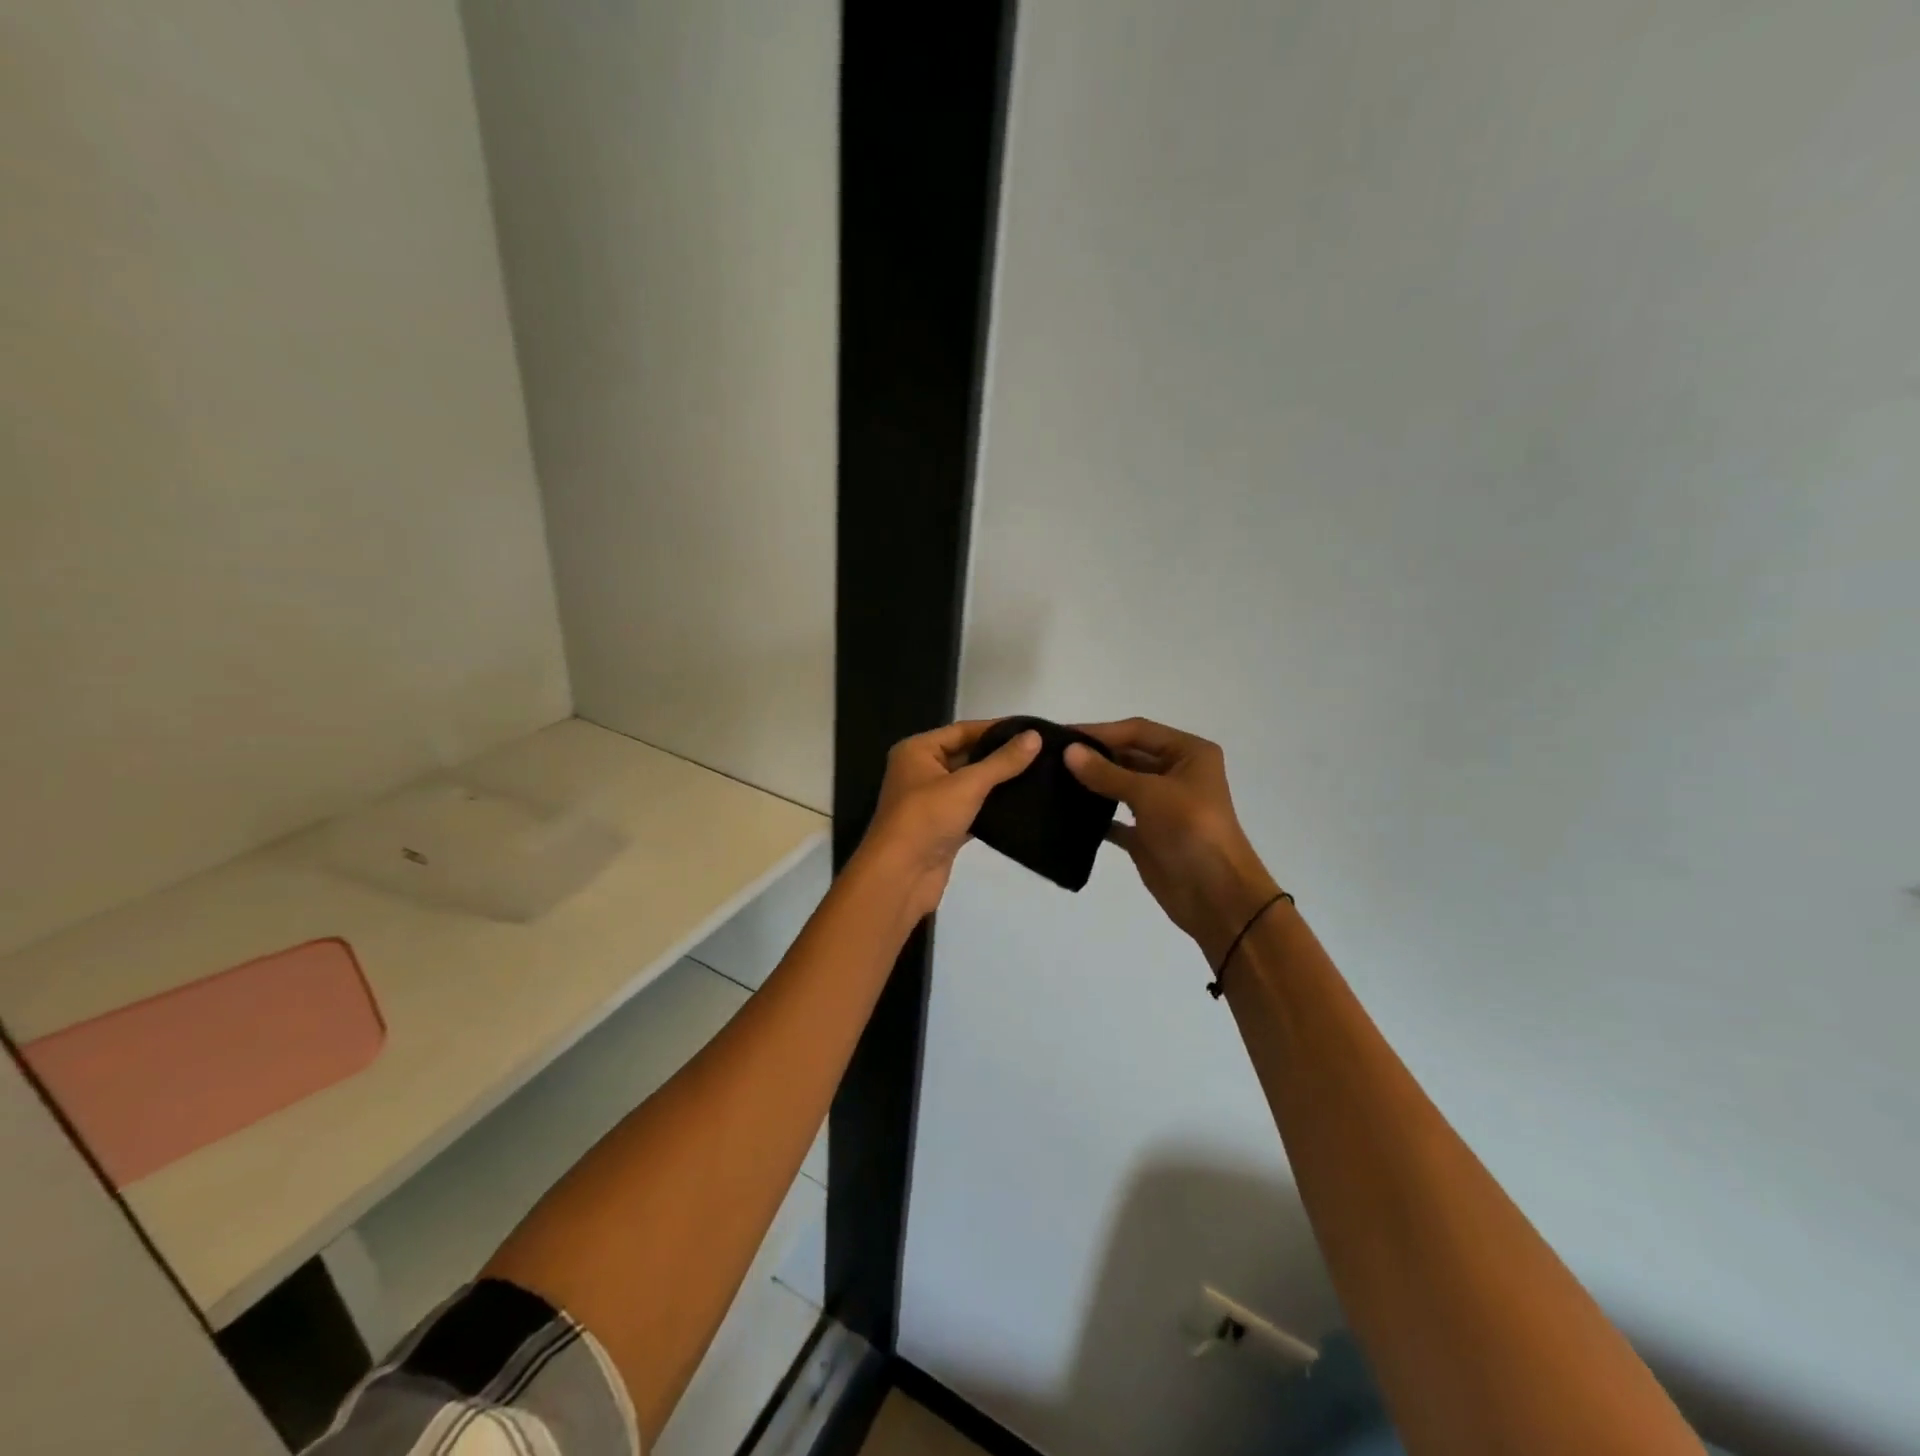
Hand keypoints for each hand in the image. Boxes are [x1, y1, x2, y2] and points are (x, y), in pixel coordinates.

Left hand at [857, 720, 1041, 924]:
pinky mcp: (942, 828)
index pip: (962, 730)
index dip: (996, 729)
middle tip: (1041, 753)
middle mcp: (920, 771)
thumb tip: (1035, 736)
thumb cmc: (926, 819)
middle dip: (999, 756)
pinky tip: (1021, 805)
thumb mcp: (967, 784)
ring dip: (998, 783)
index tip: (1033, 730)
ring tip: (1039, 775)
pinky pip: (971, 810)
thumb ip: (1002, 762)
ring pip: (970, 785)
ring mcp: (931, 802)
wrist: (900, 877)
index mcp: (917, 751)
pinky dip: (992, 808)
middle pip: (966, 756)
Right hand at [1064, 718, 1282, 966]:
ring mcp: (1162, 806)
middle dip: (1094, 756)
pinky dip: (1096, 815)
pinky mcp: (1148, 834)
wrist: (1216, 897)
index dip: (1101, 731)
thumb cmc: (1191, 830)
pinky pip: (1116, 818)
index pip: (1138, 731)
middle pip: (1129, 755)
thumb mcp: (1149, 794)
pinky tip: (1068, 812)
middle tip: (1051, 756)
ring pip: (1121, 785)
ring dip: (1093, 783)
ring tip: (1053, 779)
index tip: (1061, 735)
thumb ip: (1106, 773)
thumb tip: (1068, 751)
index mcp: (1189, 753)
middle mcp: (1177, 774)